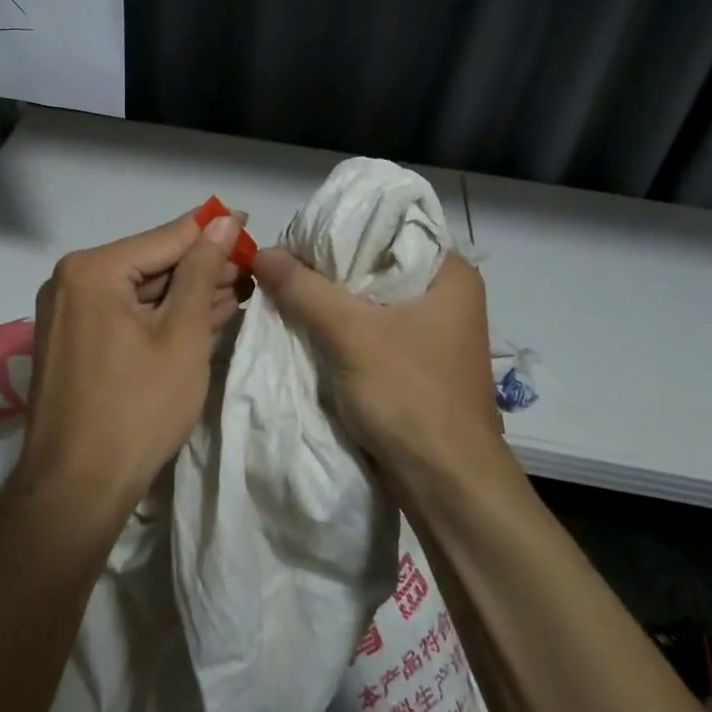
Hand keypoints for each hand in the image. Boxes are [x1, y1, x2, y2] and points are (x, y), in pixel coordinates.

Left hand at [20, 210, 248, 507]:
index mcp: (92, 269)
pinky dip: (161, 317)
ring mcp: (68, 313)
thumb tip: (223, 220)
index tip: (251, 225)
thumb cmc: (137, 408)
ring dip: (187, 293)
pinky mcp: (73, 341)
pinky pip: (125, 315)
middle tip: (251, 271)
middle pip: (151, 262)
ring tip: (237, 292)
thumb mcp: (182, 334)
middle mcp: (71, 281)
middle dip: (202, 267)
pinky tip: (202, 316)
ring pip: (140, 291)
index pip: (166, 237)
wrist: (77, 489)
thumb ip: (202, 271)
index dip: (212, 230)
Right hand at [253, 246, 506, 482]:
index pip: (390, 226)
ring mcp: (432, 331)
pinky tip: (305, 324)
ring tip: (284, 287)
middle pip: (376, 262)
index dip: (341, 225)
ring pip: (370, 298)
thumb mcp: (350, 334)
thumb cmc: (410, 396)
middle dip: (328, 265)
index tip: (297, 233)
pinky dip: (341, 326)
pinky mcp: (416, 362)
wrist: (447, 486)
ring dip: (330, 298)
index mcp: (450, 273)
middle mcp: (446, 295)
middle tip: (281, 261)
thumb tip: (260, 251)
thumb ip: (304, 289)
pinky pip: (371, 329)